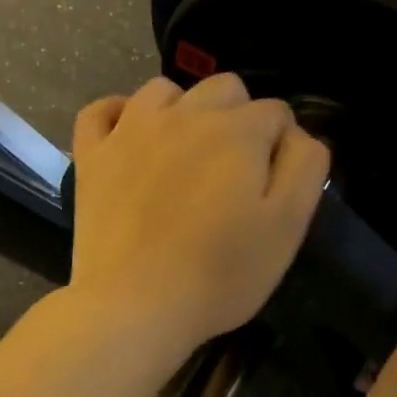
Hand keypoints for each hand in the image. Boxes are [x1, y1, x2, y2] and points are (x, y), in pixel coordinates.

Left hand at [67, 73, 328, 366]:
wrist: (134, 306)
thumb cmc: (219, 276)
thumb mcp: (287, 227)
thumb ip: (305, 167)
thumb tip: (295, 135)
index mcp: (237, 132)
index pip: (275, 113)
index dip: (280, 145)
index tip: (272, 185)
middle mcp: (183, 115)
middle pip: (223, 89)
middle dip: (238, 119)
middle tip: (231, 173)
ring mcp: (129, 132)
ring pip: (163, 90)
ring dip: (182, 110)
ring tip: (183, 155)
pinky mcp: (91, 158)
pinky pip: (99, 111)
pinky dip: (116, 114)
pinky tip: (128, 136)